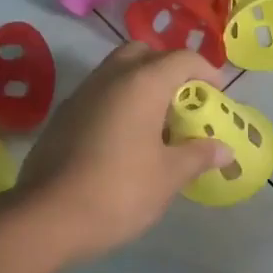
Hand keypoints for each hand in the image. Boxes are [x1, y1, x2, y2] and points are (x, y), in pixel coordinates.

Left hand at [15, 42, 232, 262]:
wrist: (47, 218)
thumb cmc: (120, 191)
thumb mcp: (169, 176)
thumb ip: (199, 155)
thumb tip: (225, 150)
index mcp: (141, 84)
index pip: (181, 59)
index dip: (206, 71)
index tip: (218, 94)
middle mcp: (109, 78)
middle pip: (143, 54)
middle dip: (168, 70)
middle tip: (183, 101)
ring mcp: (80, 96)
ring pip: (116, 73)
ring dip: (141, 86)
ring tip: (158, 124)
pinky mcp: (62, 118)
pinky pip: (98, 96)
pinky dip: (118, 104)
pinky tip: (126, 141)